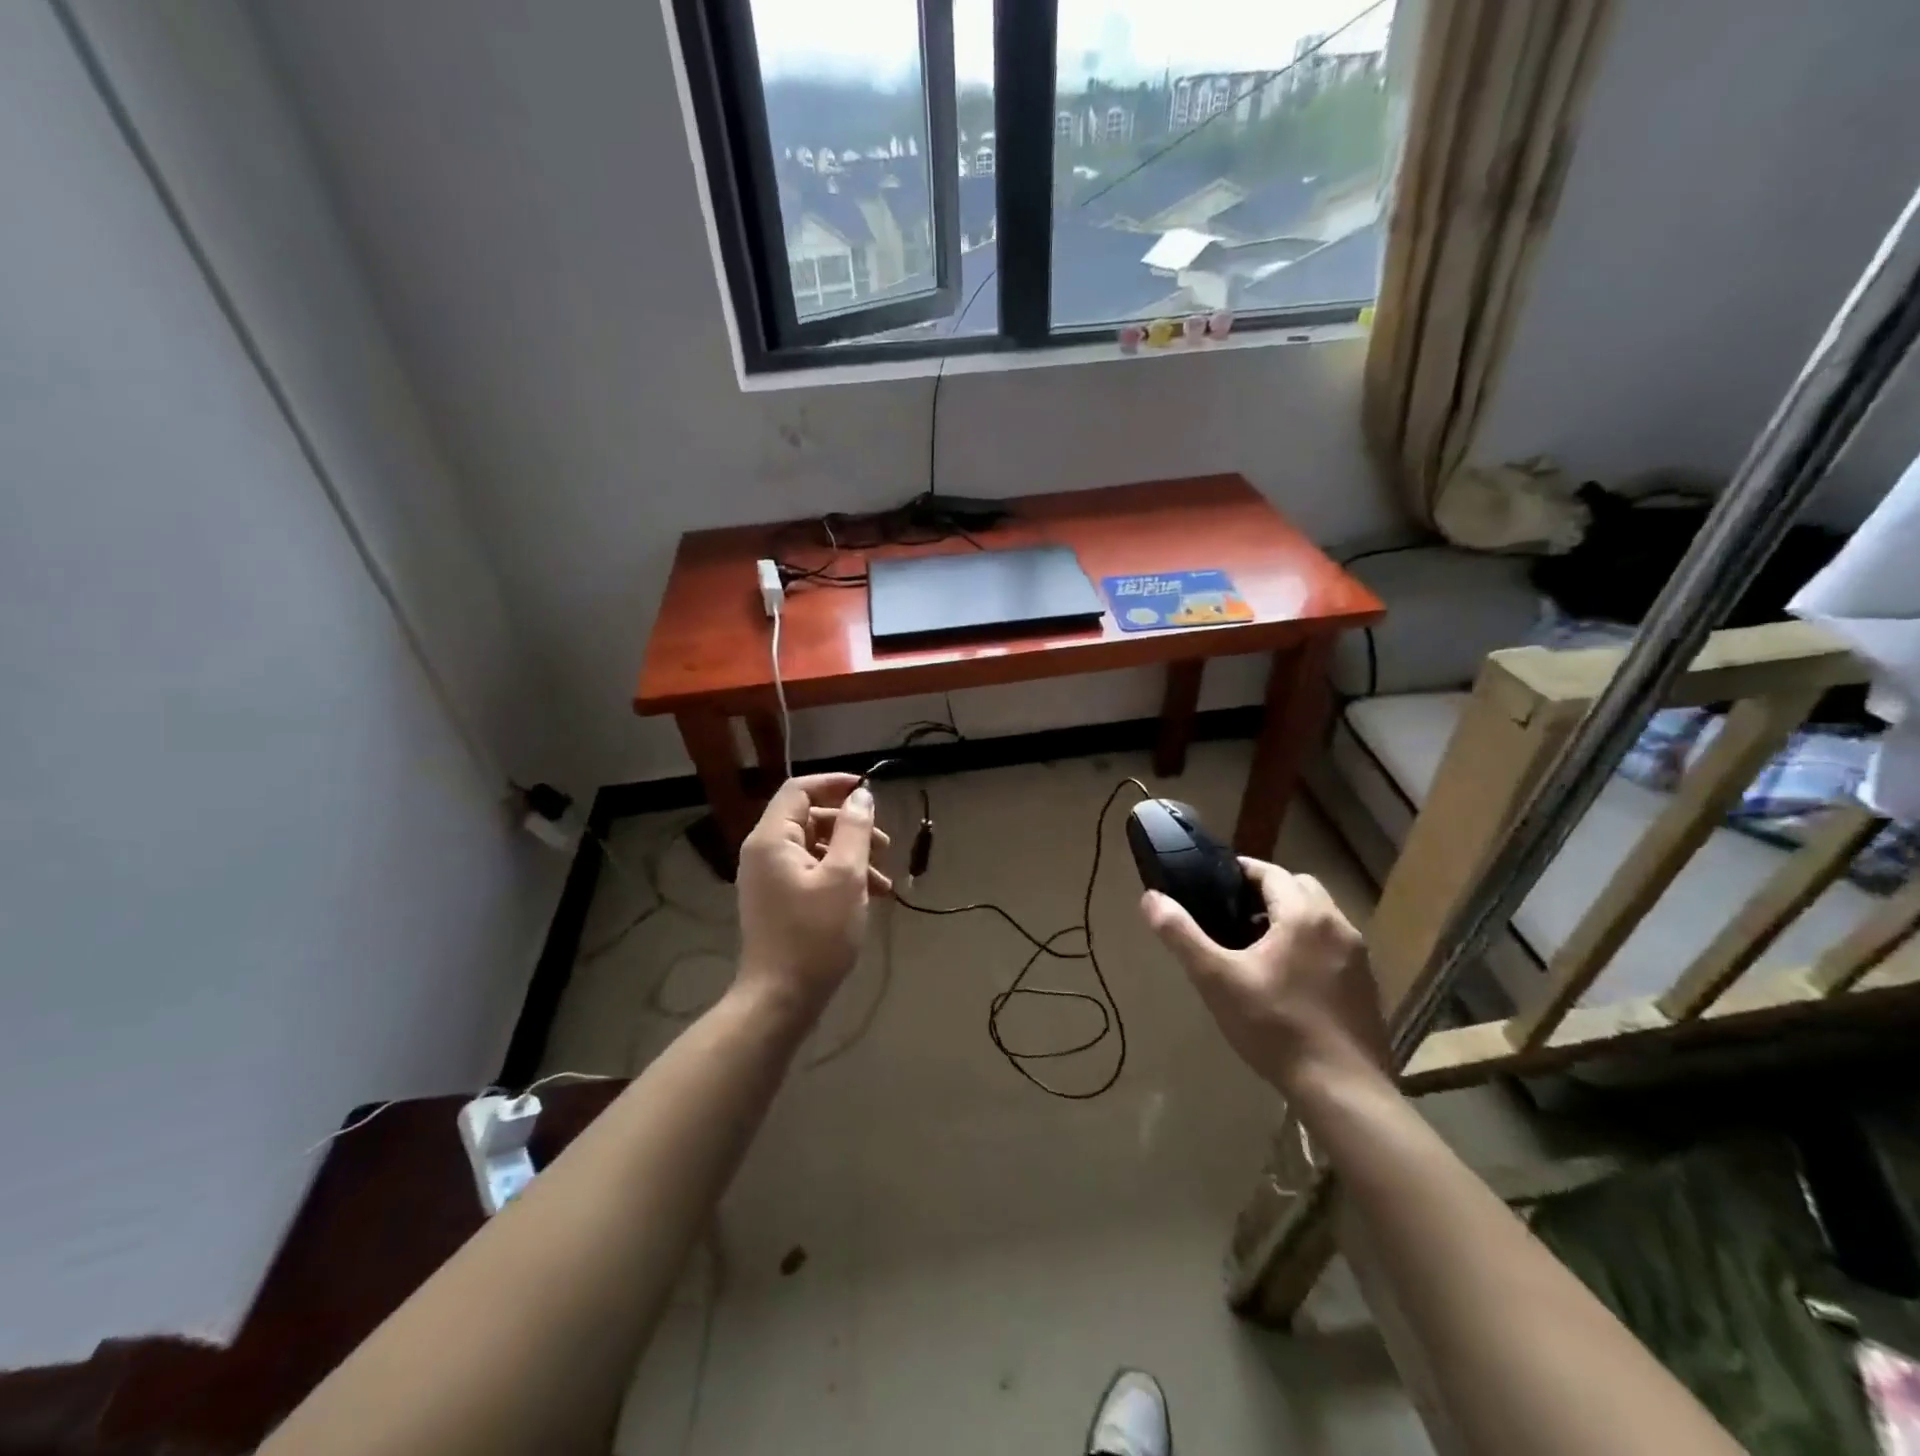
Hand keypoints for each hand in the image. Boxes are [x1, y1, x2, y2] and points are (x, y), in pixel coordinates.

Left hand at [735, 774, 891, 1020]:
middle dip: (851, 827)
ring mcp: (769, 878)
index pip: (799, 789)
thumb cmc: (815, 934)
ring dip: (852, 856)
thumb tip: (861, 796)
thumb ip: (854, 829)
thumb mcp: (845, 876)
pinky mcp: (779, 901)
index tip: (869, 793)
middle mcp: (764, 852)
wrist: (781, 999)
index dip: (835, 784)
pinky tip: (871, 897)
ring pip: (815, 848)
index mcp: (772, 839)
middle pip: (809, 819)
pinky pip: (811, 873)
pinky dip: (840, 877)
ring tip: (885, 881)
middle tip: (885, 845)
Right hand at [1141, 859, 1387, 1094]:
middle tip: (1234, 914)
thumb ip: (1181, 934)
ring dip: (1291, 919)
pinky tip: (1288, 979)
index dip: (1241, 871)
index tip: (1213, 882)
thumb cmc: (1275, 1026)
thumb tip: (1151, 898)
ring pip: (1320, 918)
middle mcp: (1338, 925)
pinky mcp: (1367, 986)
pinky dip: (1310, 945)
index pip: (1271, 872)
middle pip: (1301, 888)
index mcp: (1304, 915)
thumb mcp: (1216, 979)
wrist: (1342, 1091)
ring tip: (1257, 946)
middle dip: (1268, 892)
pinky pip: (1333, 947)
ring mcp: (1359, 957)